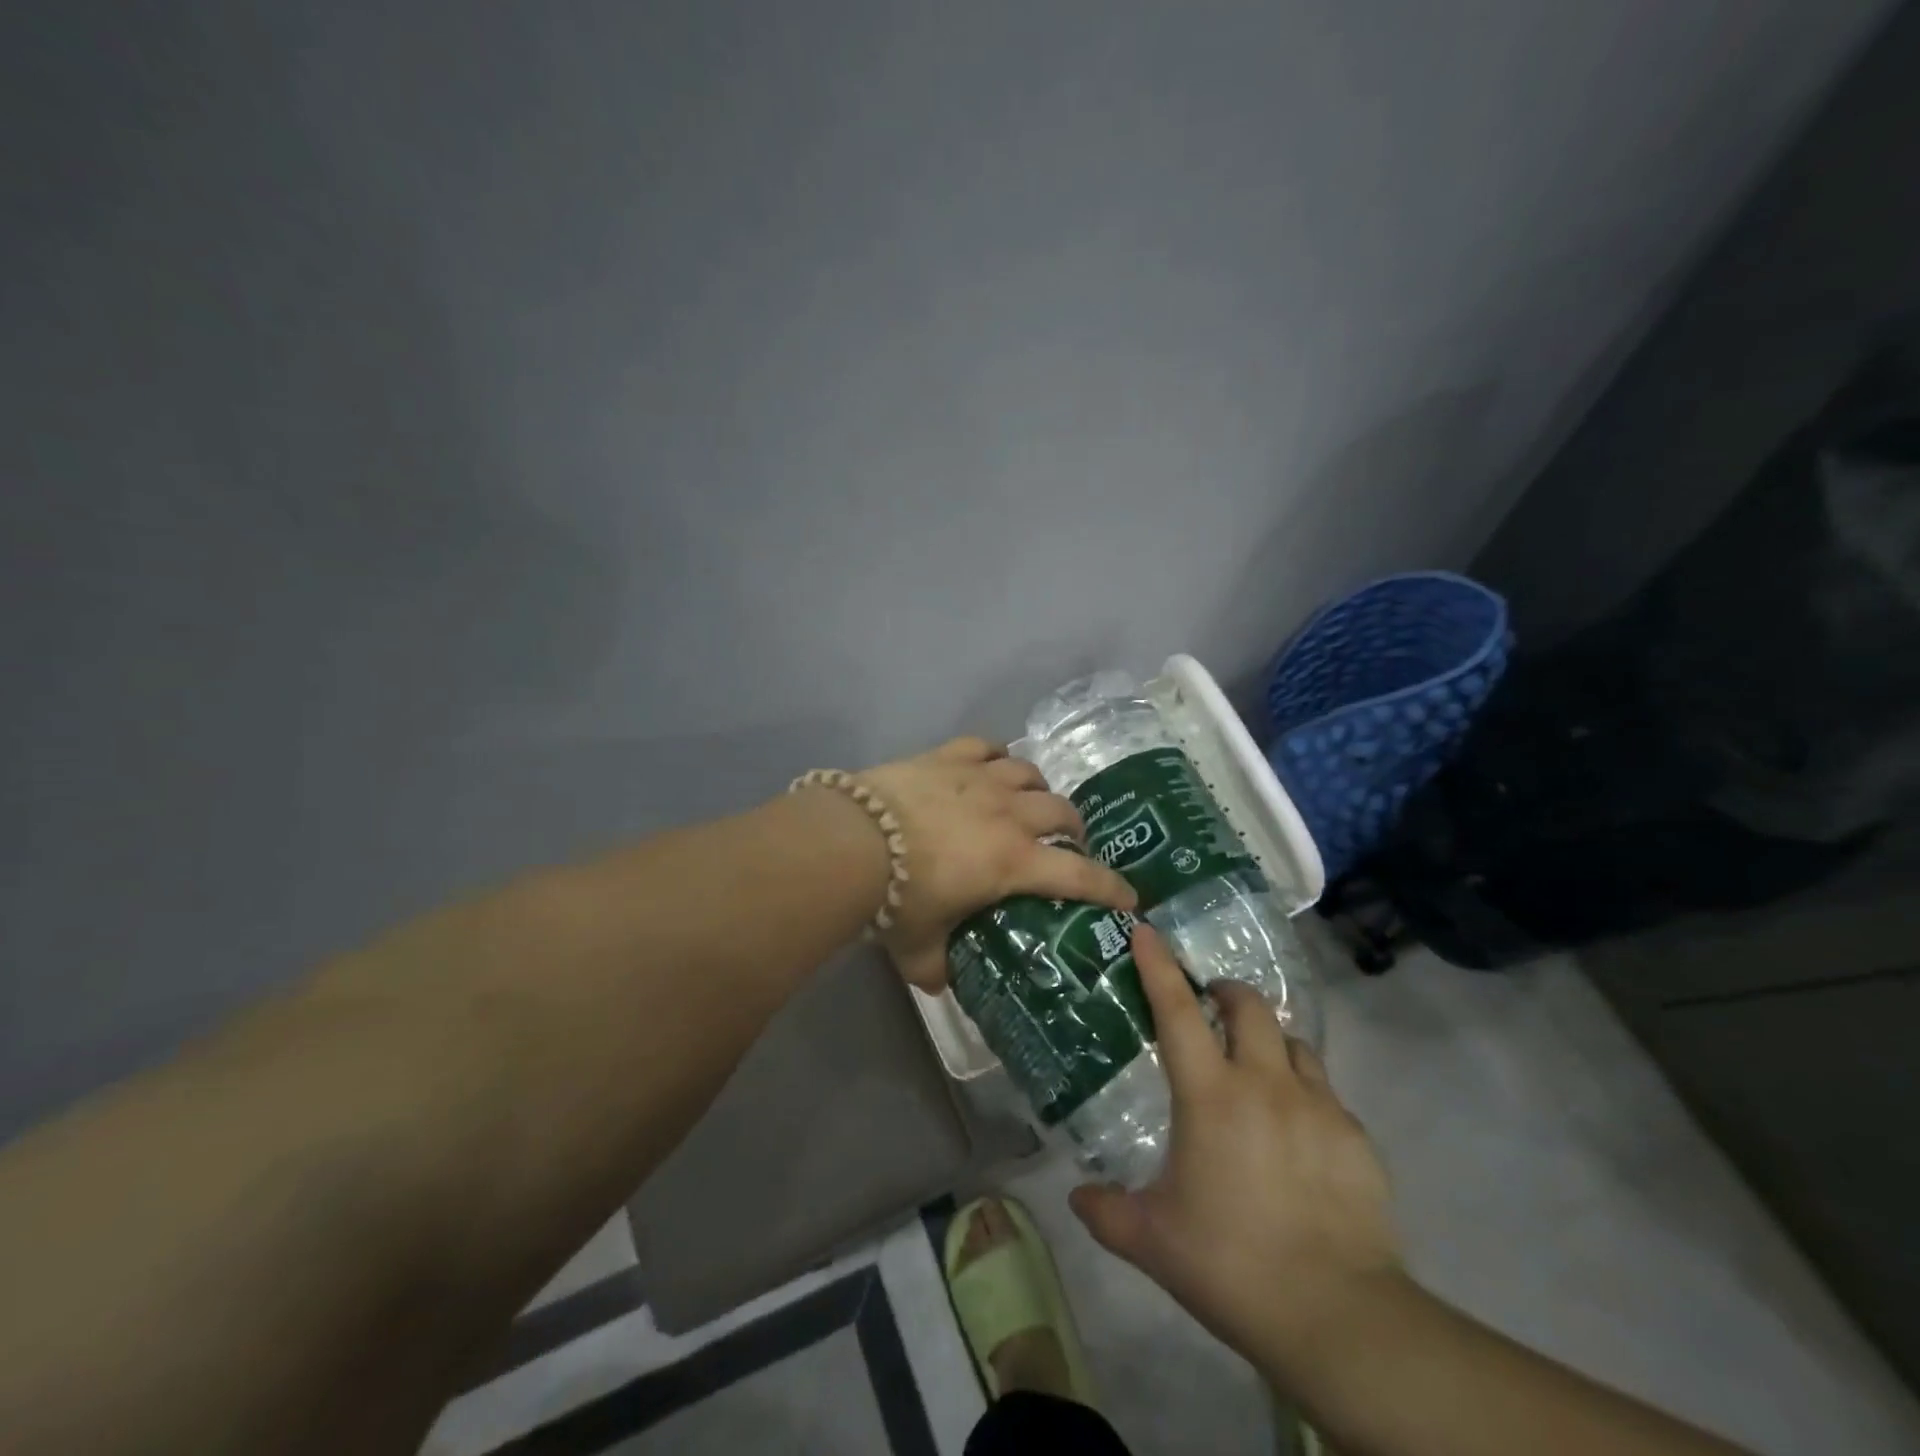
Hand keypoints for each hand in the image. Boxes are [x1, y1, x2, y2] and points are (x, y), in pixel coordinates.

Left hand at [857, 737, 1135, 989]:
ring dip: (1038, 788)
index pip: (1079, 877)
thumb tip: (941, 983)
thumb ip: (937, 968)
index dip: (1110, 887)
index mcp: (1013, 862)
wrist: (851, 841)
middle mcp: (1008, 815)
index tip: (1129, 897)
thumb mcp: (918, 948)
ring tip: (1030, 800)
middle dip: (1074, 828)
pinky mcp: (948, 757)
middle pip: (1062, 811)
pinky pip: (986, 745)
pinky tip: (991, 763)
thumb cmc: (894, 899)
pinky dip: (996, 755)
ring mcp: (979, 779)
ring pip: (1029, 772)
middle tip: (1068, 842)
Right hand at [1070, 926, 1401, 1376]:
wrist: (1338, 1317)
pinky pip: (1325, 1092)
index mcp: (1210, 1095)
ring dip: (1268, 1041)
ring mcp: (1317, 1105)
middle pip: (1248, 1006)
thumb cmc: (1231, 1263)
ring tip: (1256, 1069)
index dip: (1159, 965)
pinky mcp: (1355, 1136)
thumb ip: (1107, 1212)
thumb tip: (1076, 1196)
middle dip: (1226, 993)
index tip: (1147, 930)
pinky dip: (1304, 1094)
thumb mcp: (1153, 1241)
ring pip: (1292, 1042)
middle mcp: (1264, 1083)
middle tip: (1211, 1008)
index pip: (1177, 1010)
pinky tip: (1298, 1134)